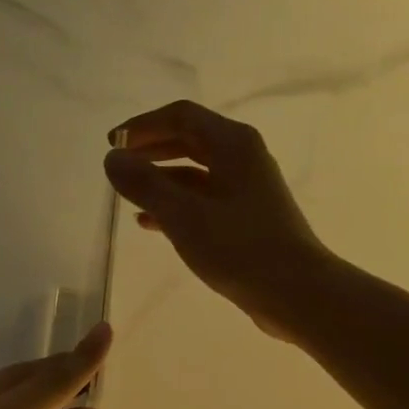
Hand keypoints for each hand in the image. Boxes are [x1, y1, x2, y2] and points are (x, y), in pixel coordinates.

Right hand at [104, 100, 331, 338]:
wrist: (296, 292)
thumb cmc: (240, 248)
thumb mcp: (183, 215)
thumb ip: (145, 184)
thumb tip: (112, 158)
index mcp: (233, 144)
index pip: (181, 116)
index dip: (142, 125)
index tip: (111, 143)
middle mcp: (242, 157)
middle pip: (189, 139)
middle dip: (150, 149)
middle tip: (117, 165)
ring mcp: (246, 188)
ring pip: (194, 172)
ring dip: (160, 178)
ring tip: (127, 194)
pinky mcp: (245, 217)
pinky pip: (202, 199)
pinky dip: (175, 204)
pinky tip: (150, 223)